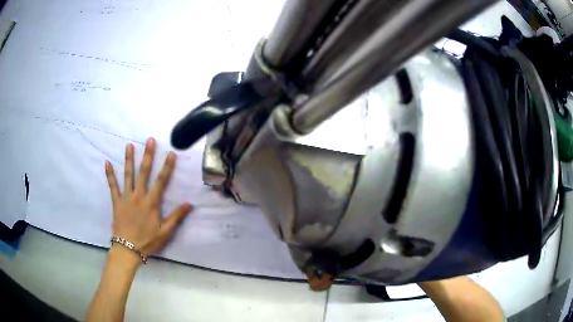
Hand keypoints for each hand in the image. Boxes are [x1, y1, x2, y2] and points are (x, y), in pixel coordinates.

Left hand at [105, 137, 192, 258]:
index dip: (167, 167)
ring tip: (129, 145)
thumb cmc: (148, 241)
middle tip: (149, 140)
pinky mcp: (116, 202)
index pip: (161, 181)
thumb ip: (176, 216)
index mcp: (151, 203)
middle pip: (144, 173)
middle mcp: (139, 196)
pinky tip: (107, 163)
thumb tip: (190, 203)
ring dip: (129, 159)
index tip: (171, 153)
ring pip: (128, 175)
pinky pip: (112, 186)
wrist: (127, 250)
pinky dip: (109, 174)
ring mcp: (126, 198)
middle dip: (147, 156)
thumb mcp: (165, 232)